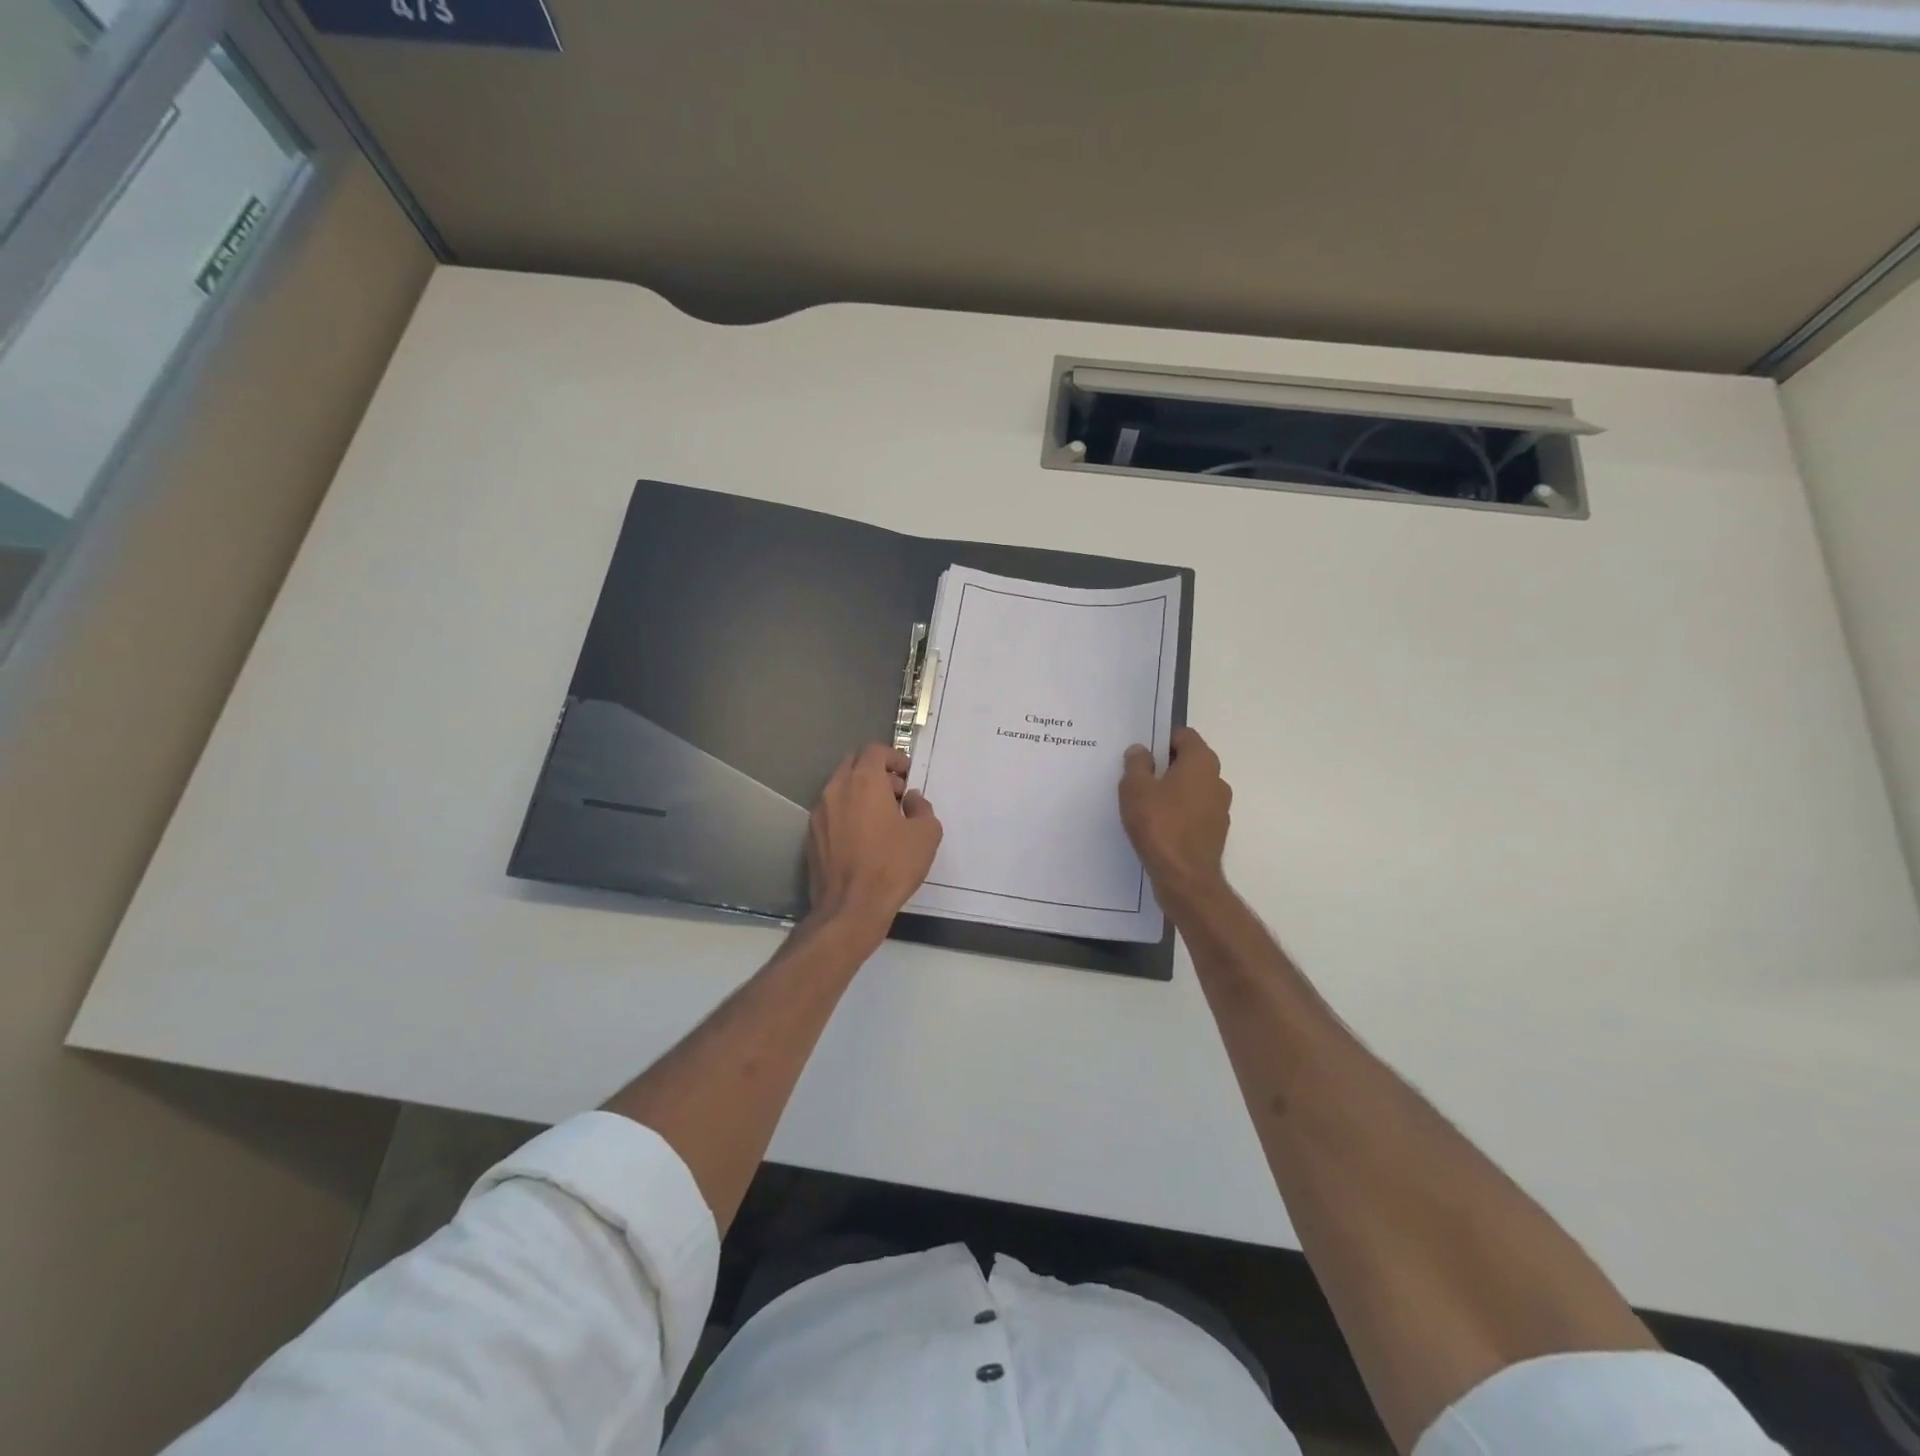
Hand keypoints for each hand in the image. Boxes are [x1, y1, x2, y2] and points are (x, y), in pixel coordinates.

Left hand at [806, 744, 942, 933]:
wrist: (850, 908)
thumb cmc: (892, 866)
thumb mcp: (926, 834)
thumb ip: (922, 808)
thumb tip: (911, 800)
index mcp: (863, 781)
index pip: (874, 750)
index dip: (894, 758)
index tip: (907, 775)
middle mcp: (836, 789)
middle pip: (853, 764)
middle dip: (875, 772)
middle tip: (895, 794)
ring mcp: (819, 813)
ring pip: (839, 788)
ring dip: (859, 793)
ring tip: (880, 819)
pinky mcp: (811, 835)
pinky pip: (831, 811)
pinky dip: (846, 813)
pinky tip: (862, 838)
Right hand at [1119, 726, 1231, 903]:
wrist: (1184, 878)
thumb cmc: (1159, 825)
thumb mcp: (1135, 788)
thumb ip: (1137, 763)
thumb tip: (1141, 750)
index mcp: (1201, 762)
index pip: (1184, 736)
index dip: (1161, 739)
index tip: (1140, 753)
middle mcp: (1217, 780)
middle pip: (1189, 761)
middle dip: (1165, 765)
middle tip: (1137, 776)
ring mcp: (1220, 807)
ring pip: (1192, 788)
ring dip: (1172, 790)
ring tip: (1144, 803)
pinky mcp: (1215, 831)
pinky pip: (1194, 811)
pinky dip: (1178, 812)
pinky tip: (1157, 825)